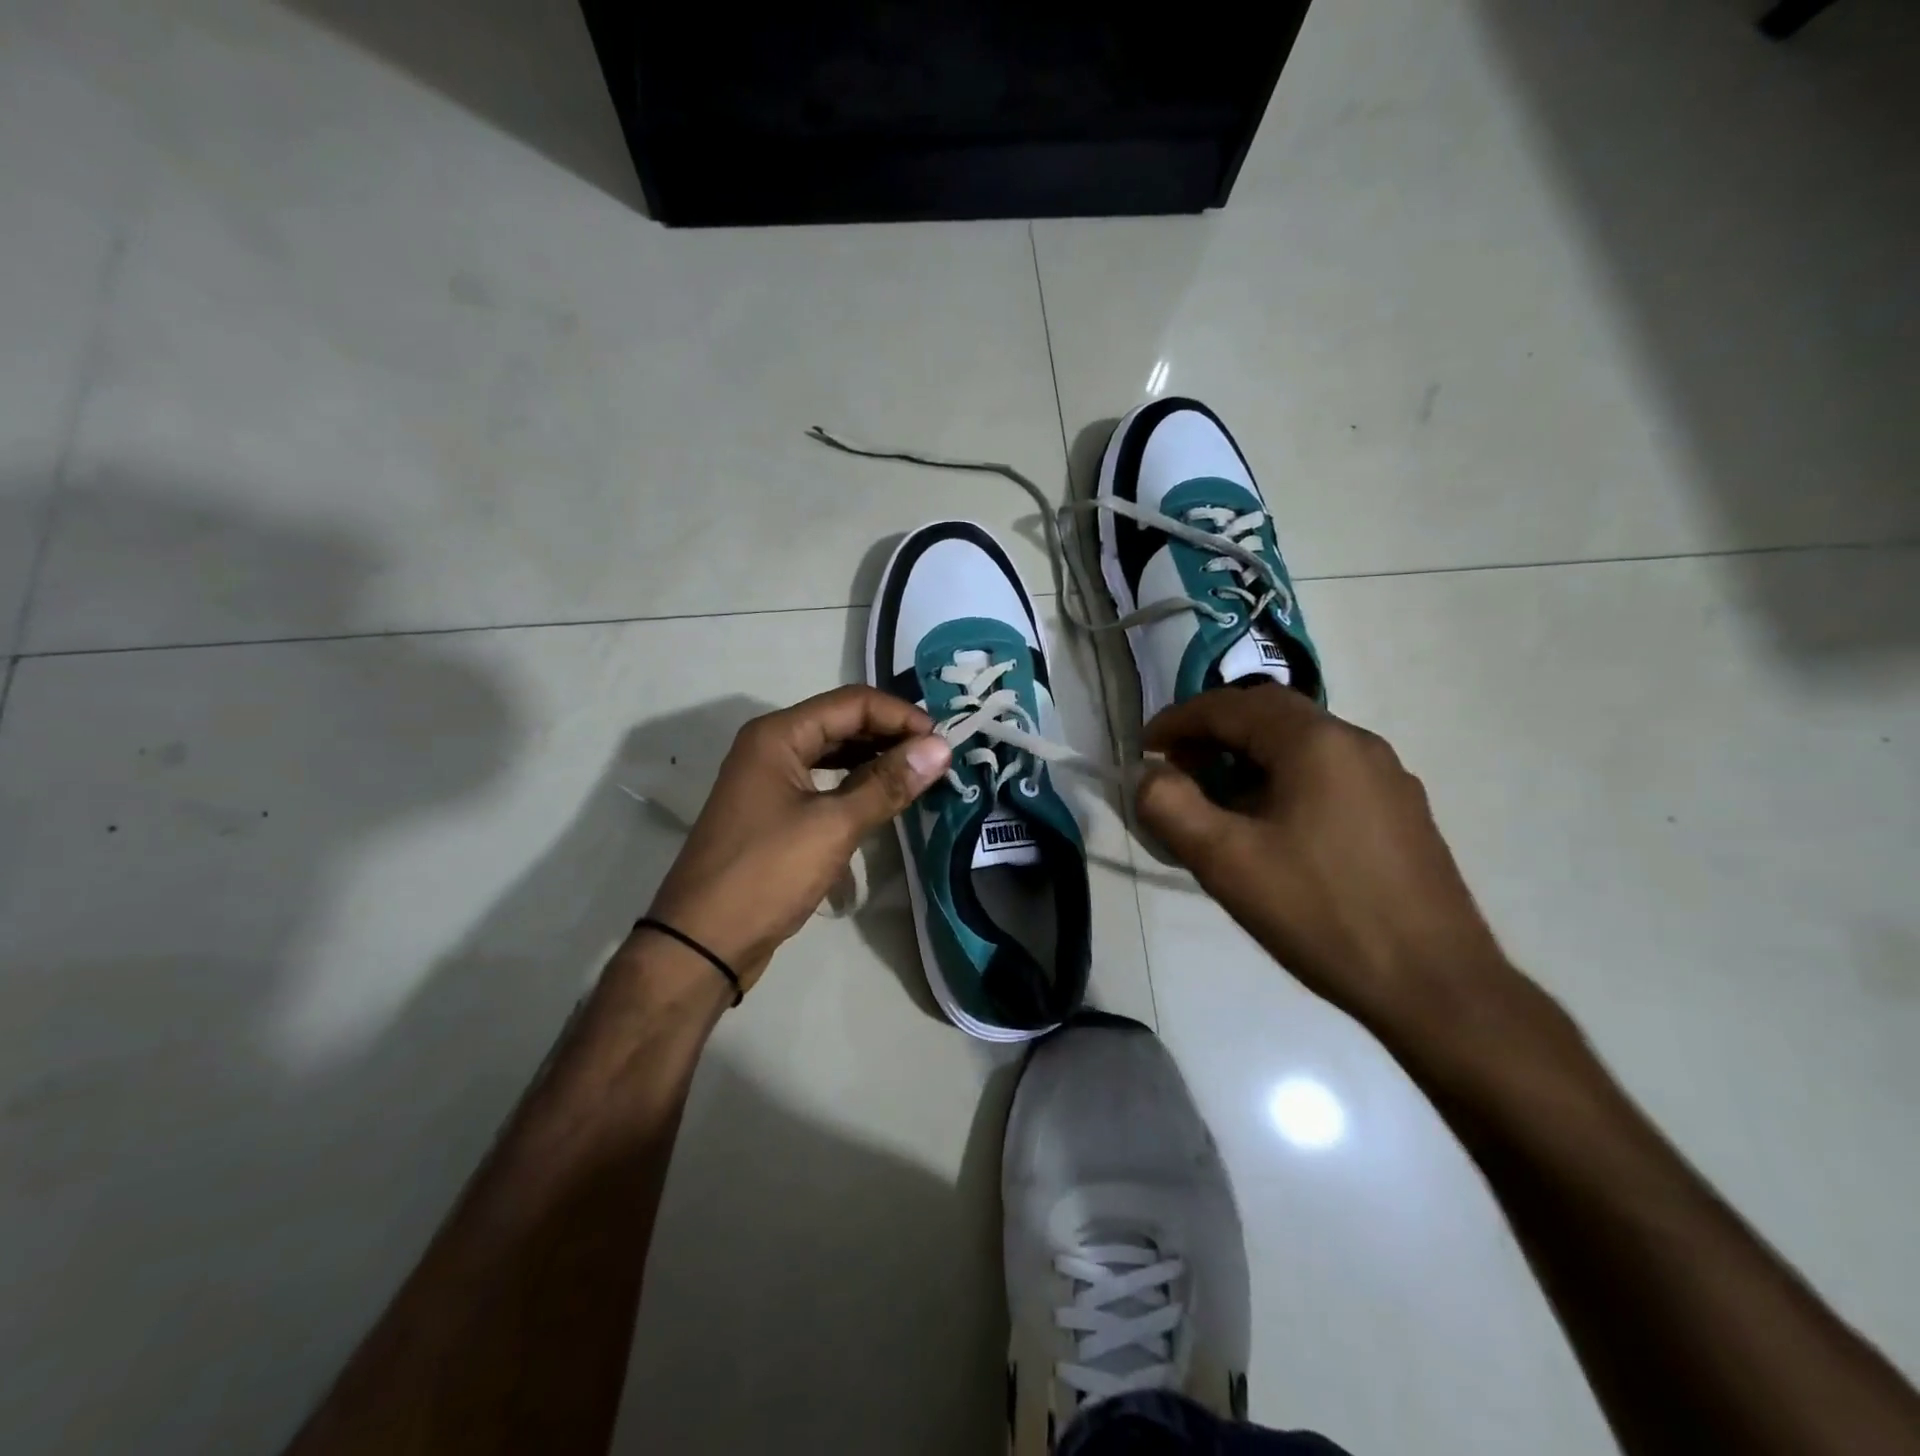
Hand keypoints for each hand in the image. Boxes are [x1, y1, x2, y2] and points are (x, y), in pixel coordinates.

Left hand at [645, 687, 950, 991]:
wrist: (702, 942)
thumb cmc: (766, 874)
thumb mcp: (833, 826)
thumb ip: (887, 783)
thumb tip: (941, 747)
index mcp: (778, 735)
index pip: (853, 703)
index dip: (901, 715)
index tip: (943, 742)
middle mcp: (771, 746)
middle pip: (842, 723)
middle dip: (891, 735)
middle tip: (937, 759)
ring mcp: (770, 779)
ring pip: (834, 753)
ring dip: (876, 759)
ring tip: (919, 775)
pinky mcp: (774, 811)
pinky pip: (824, 783)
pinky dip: (856, 785)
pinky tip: (883, 798)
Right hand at [1135, 682, 1512, 1031]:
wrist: (1436, 986)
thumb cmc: (1321, 914)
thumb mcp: (1226, 862)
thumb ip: (1170, 806)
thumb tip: (1148, 773)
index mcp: (1316, 742)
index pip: (1231, 705)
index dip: (1178, 719)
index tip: (1144, 747)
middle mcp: (1357, 743)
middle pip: (1269, 715)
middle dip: (1213, 734)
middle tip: (1176, 770)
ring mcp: (1387, 777)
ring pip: (1300, 744)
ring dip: (1247, 757)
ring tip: (1216, 802)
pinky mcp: (1400, 812)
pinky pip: (1327, 773)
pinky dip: (1283, 779)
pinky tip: (1271, 828)